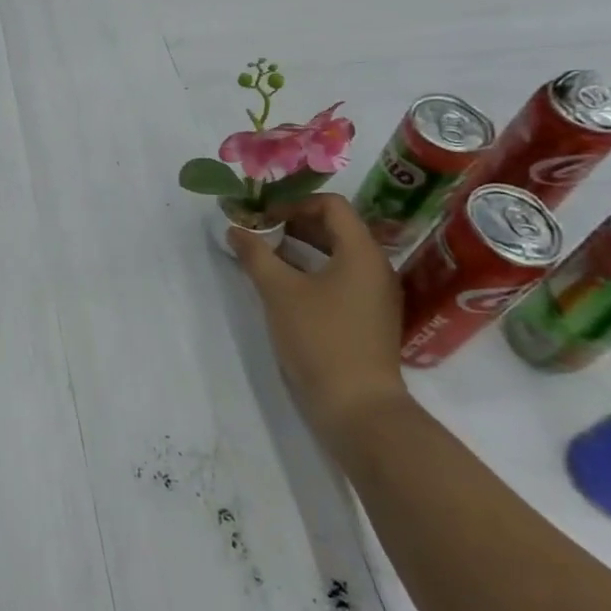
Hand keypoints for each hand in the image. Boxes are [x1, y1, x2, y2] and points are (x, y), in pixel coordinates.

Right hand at [229, 194, 410, 452]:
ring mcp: (375, 295)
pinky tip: (285, 286)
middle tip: (259, 232)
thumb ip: (255, 255)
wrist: (358, 407)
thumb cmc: (320, 339)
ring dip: (301, 248)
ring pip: (337, 255)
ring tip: (265, 257)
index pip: (332, 205)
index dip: (294, 204)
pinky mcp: (368, 318)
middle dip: (294, 224)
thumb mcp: (279, 292)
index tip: (263, 218)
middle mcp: (376, 267)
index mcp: (362, 252)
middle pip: (336, 228)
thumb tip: (235, 229)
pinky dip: (312, 272)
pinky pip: (341, 278)